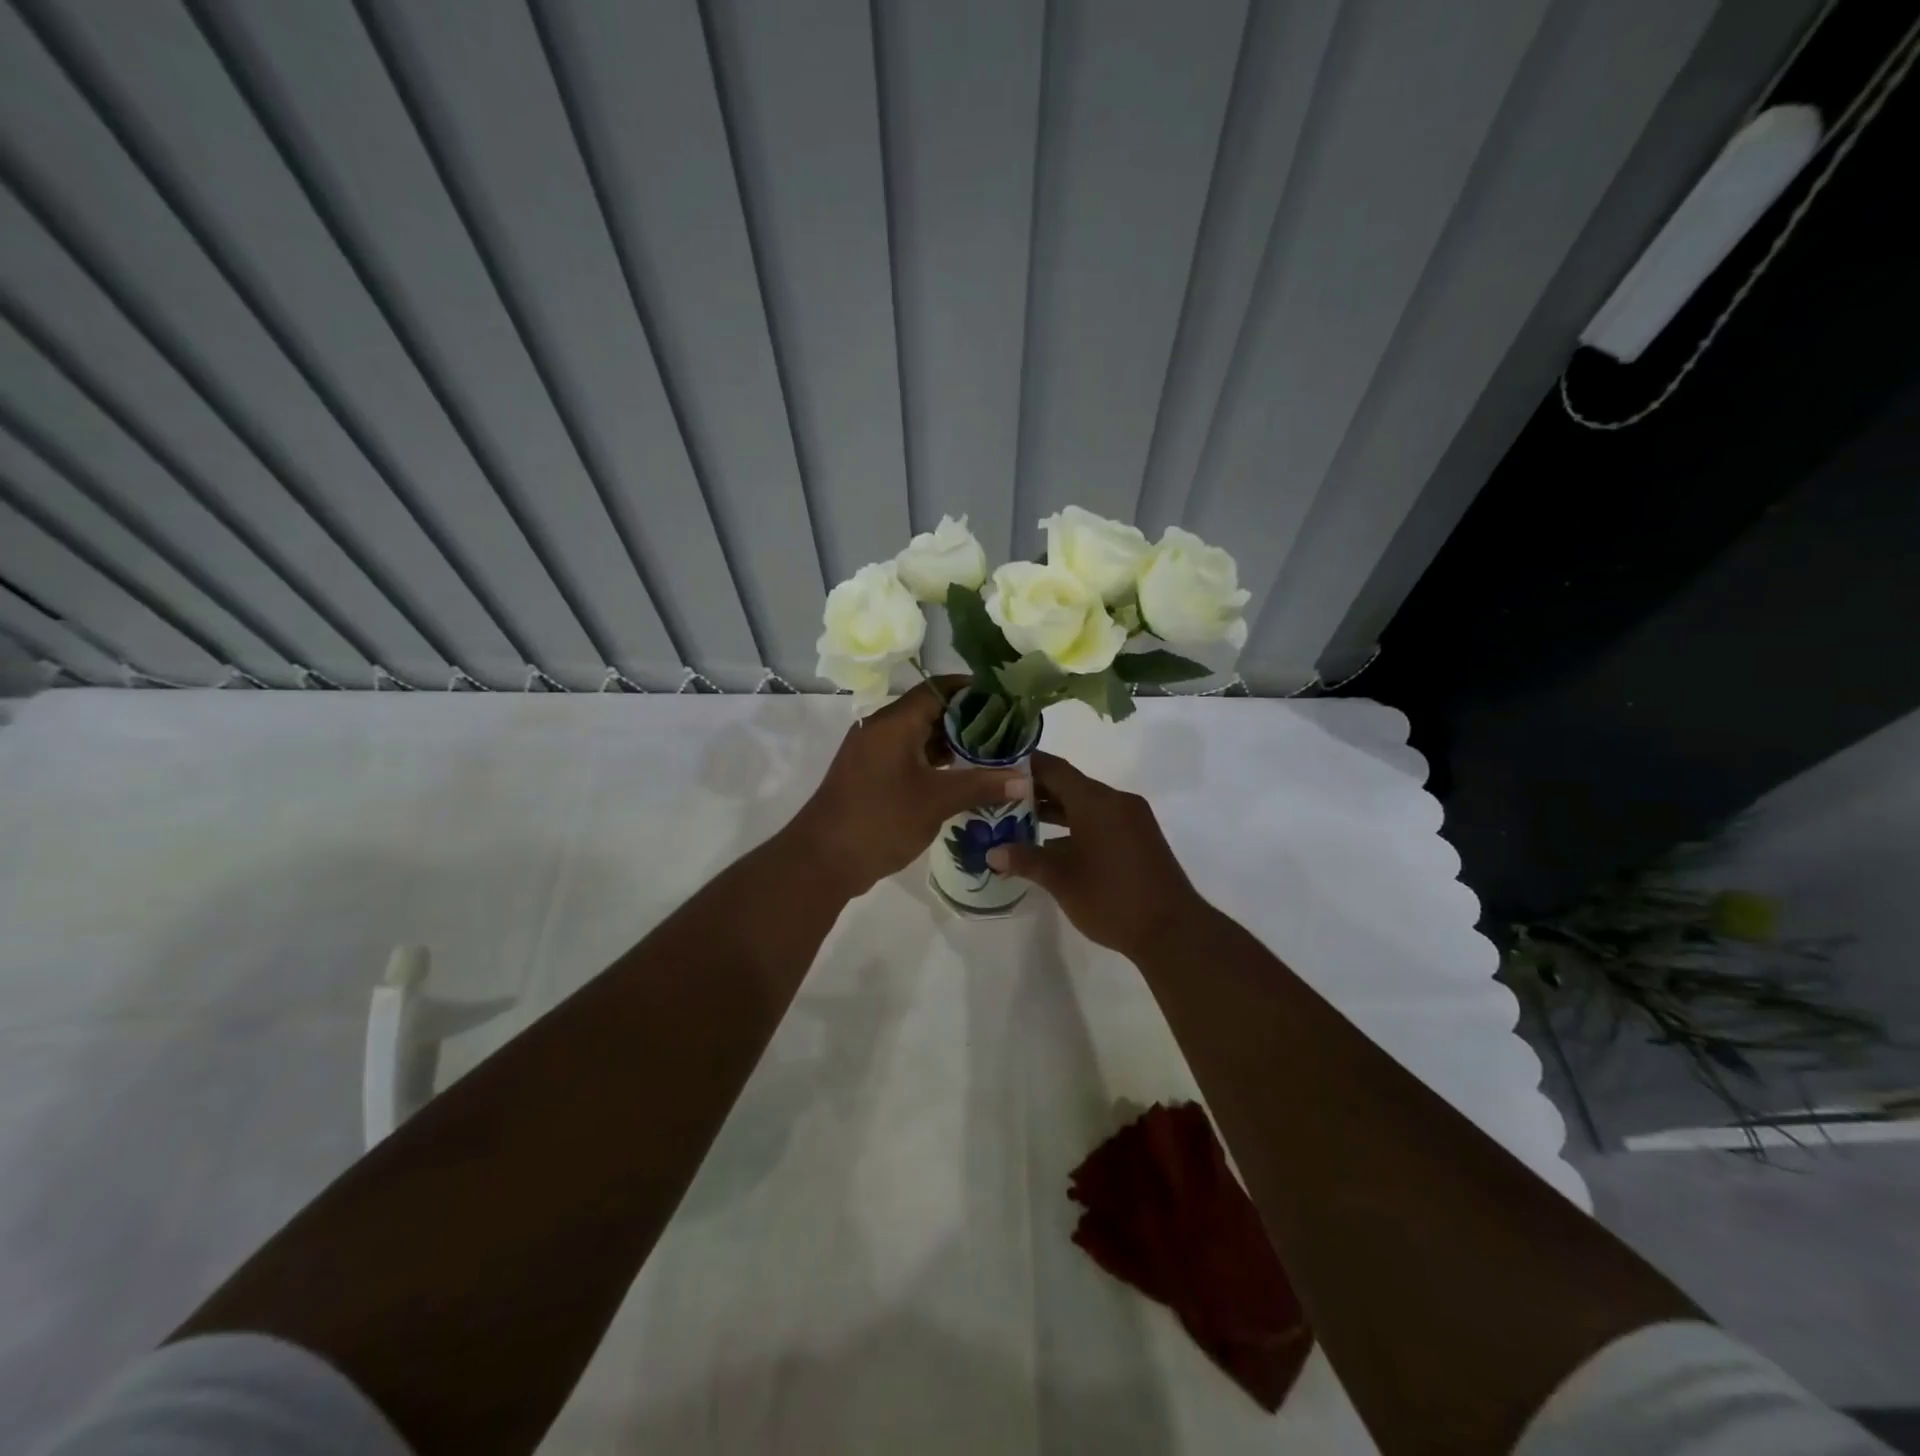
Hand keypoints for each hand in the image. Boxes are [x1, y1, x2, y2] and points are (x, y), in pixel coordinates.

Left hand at [789, 679, 1027, 897]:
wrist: (822, 860)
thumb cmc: (880, 820)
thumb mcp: (936, 801)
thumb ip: (981, 785)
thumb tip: (1024, 778)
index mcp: (894, 722)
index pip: (939, 689)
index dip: (973, 690)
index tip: (1006, 700)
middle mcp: (881, 729)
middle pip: (930, 711)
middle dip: (969, 721)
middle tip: (1007, 732)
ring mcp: (873, 753)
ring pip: (920, 737)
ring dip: (953, 745)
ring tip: (993, 755)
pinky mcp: (871, 776)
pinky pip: (909, 757)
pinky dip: (935, 763)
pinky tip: (963, 778)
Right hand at [985, 751, 1204, 960]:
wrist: (1172, 930)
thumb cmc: (1110, 897)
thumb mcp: (1060, 879)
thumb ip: (1025, 859)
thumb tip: (992, 853)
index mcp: (1096, 801)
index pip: (1054, 769)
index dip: (1026, 766)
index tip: (998, 767)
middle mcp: (1115, 801)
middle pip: (1070, 785)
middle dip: (1036, 791)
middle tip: (1000, 797)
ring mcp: (1132, 819)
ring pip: (1086, 804)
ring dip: (1056, 810)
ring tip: (1019, 821)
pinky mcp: (1140, 838)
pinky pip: (1102, 820)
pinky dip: (1077, 825)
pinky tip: (1054, 845)